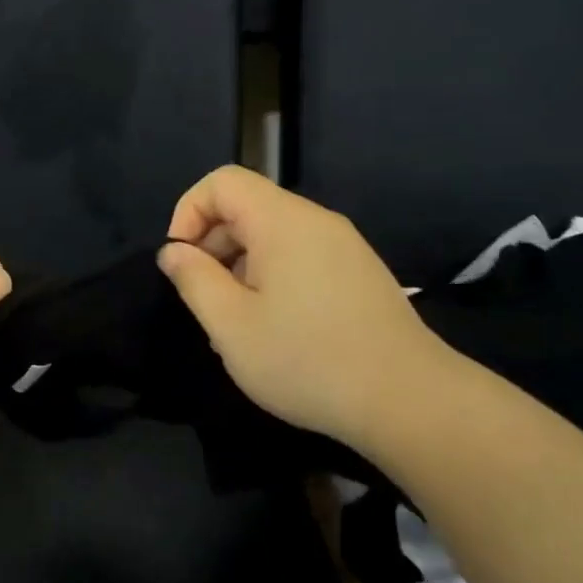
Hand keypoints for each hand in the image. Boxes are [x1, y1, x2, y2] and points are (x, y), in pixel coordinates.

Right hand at [157, 166, 452, 455]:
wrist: (408, 400)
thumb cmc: (307, 360)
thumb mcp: (231, 325)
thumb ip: (194, 280)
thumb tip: (174, 251)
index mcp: (283, 221)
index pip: (222, 182)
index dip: (188, 212)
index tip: (180, 262)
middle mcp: (316, 222)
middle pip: (247, 207)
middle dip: (212, 245)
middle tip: (204, 302)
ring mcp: (344, 247)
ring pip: (273, 237)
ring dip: (239, 269)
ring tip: (235, 326)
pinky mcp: (358, 274)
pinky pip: (300, 259)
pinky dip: (271, 280)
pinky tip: (273, 331)